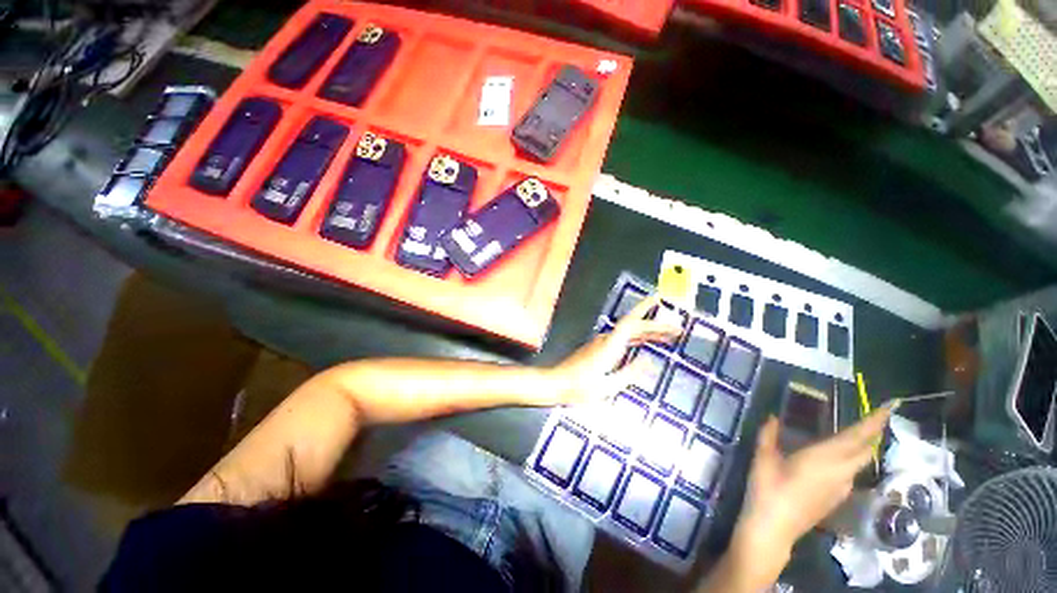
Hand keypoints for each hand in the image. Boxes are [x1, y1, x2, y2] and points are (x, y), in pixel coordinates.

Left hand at [547, 294, 680, 405]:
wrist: (556, 383)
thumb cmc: (580, 388)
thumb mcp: (608, 386)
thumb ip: (629, 373)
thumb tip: (648, 360)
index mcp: (609, 346)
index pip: (630, 322)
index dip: (644, 308)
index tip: (659, 298)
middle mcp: (606, 339)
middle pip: (634, 326)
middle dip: (656, 325)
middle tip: (677, 329)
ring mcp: (602, 343)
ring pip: (629, 332)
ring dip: (648, 332)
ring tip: (669, 336)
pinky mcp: (599, 348)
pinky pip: (623, 339)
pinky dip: (637, 339)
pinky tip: (646, 343)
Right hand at [725, 404, 895, 588]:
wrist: (774, 528)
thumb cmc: (768, 488)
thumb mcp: (763, 457)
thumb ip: (768, 434)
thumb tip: (772, 416)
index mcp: (824, 458)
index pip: (857, 437)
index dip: (874, 422)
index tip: (890, 406)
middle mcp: (840, 472)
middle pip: (866, 450)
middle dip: (874, 432)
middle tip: (877, 416)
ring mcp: (841, 487)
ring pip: (861, 462)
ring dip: (865, 446)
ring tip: (858, 433)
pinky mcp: (837, 497)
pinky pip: (852, 472)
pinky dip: (853, 459)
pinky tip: (839, 457)